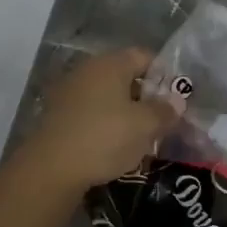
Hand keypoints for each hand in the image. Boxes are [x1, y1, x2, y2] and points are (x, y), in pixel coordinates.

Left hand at [22, 49, 180, 192]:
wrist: (49, 170)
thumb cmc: (105, 138)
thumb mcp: (145, 125)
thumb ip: (165, 110)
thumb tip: (177, 101)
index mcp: (111, 64)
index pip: (145, 56)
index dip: (165, 75)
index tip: (175, 99)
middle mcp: (88, 70)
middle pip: (126, 76)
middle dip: (146, 96)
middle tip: (160, 120)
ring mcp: (69, 92)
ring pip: (108, 96)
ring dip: (126, 112)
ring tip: (140, 138)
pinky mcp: (57, 115)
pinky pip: (91, 112)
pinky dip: (105, 124)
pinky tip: (113, 146)